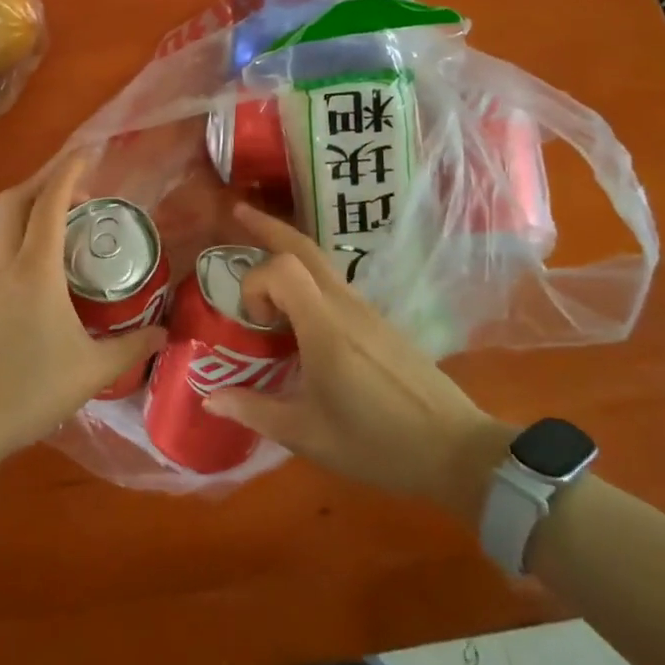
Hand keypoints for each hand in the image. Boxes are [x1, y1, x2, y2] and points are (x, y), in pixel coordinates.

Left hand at [0, 154, 166, 475]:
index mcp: (35, 271)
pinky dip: (20, 236)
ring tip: (64, 220)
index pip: (49, 204)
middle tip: (79, 188)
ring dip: (28, 207)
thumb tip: (165, 332)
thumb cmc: (29, 391)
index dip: (68, 173)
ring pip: (1, 224)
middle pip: (13, 201)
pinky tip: (44, 264)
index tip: (88, 153)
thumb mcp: (92, 371)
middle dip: (43, 181)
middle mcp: (6, 266)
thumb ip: (132, 346)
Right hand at [204, 205, 508, 505]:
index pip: (282, 268)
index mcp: (325, 327)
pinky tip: (296, 310)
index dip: (256, 283)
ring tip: (260, 265)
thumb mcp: (307, 435)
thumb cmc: (377, 444)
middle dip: (268, 227)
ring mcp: (367, 311)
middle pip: (304, 246)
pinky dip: (306, 278)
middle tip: (237, 213)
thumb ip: (254, 410)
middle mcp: (345, 306)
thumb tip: (208, 398)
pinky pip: (334, 284)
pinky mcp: (379, 322)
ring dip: (287, 253)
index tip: (254, 322)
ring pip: (321, 262)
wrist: (455, 451)